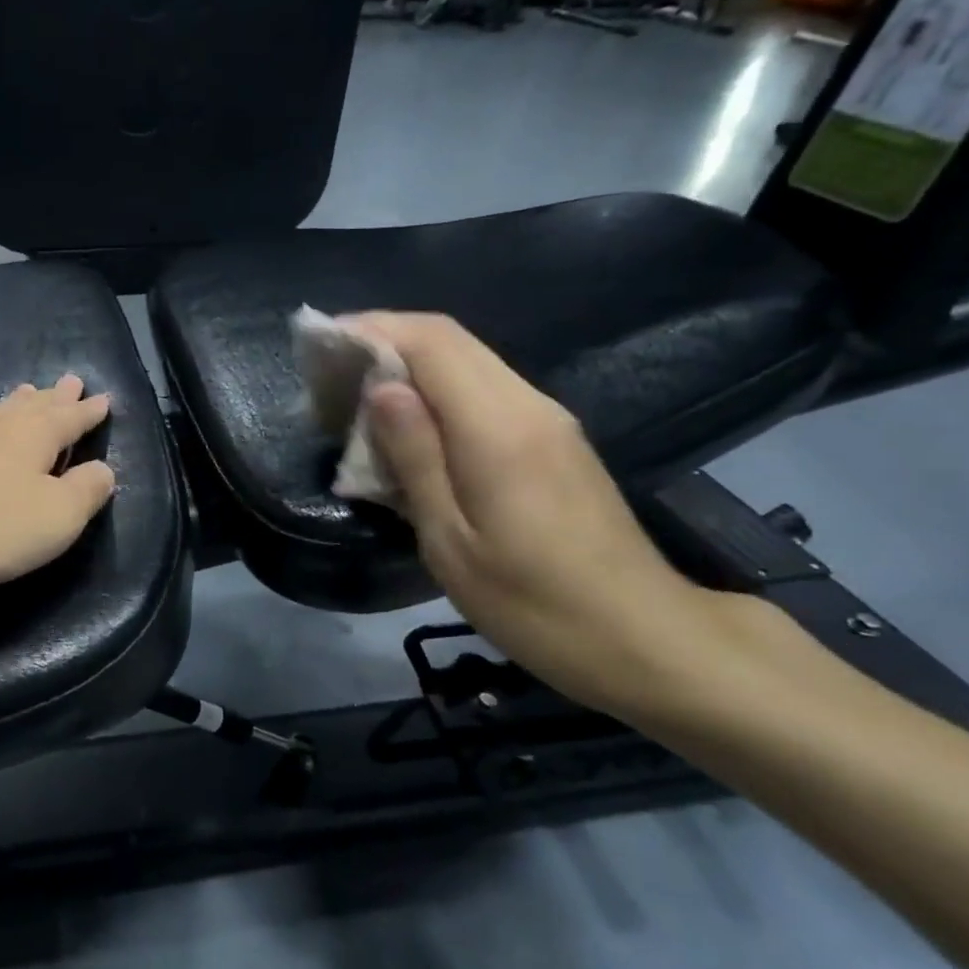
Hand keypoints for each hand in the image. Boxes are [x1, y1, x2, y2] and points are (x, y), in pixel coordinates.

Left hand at [0, 374, 116, 603]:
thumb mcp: (56, 518)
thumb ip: (86, 491)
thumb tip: (103, 469)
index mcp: (34, 435)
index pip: (70, 417)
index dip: (89, 411)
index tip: (103, 398)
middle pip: (33, 406)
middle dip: (55, 396)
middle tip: (70, 380)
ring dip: (17, 403)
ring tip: (27, 392)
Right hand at [350, 313, 738, 715]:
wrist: (647, 639)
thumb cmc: (535, 604)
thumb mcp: (452, 543)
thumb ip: (415, 457)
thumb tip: (381, 389)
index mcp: (499, 428)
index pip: (432, 341)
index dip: (372, 329)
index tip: (321, 344)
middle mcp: (528, 405)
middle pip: (450, 340)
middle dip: (383, 340)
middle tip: (329, 371)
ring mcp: (547, 420)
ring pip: (468, 362)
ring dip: (408, 366)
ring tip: (355, 398)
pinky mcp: (553, 440)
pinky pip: (484, 391)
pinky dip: (435, 392)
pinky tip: (407, 428)